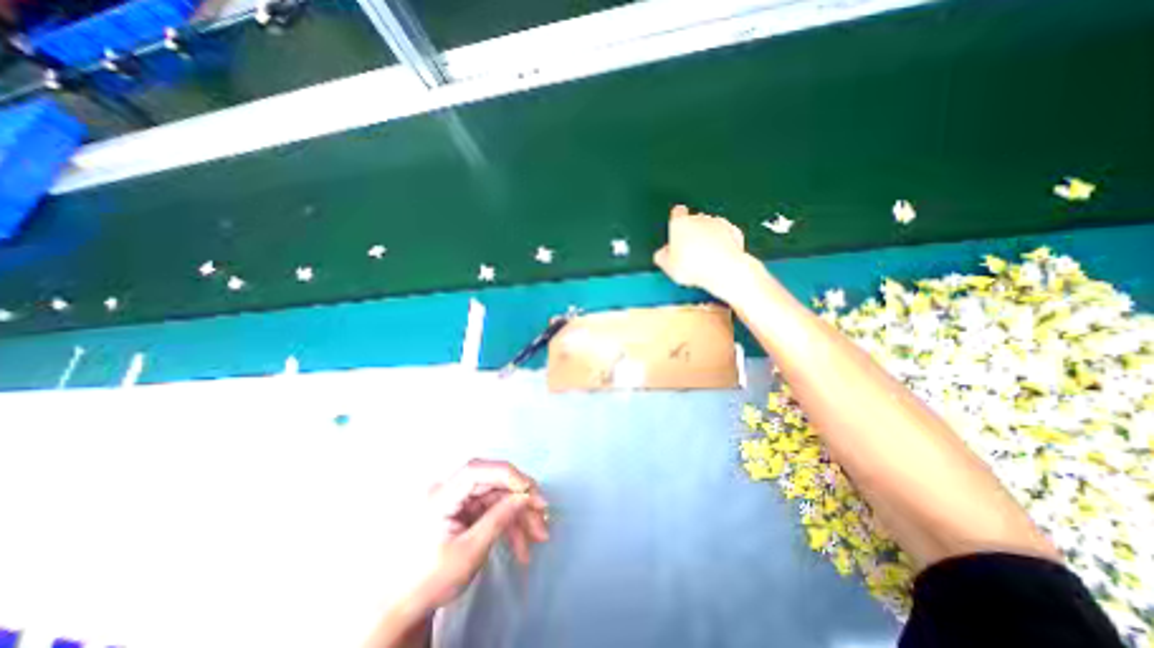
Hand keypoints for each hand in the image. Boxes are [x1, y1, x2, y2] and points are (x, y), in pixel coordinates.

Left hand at [412, 459, 552, 608]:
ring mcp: (459, 501)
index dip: (506, 474)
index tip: (530, 489)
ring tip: (538, 537)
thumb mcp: (469, 552)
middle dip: (520, 499)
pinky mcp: (465, 511)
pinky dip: (509, 525)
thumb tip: (525, 496)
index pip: (477, 471)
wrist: (403, 608)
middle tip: (542, 513)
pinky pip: (492, 510)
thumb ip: (498, 519)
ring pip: (497, 497)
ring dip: (519, 516)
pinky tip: (521, 546)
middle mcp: (450, 491)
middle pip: (492, 483)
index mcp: (441, 496)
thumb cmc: (430, 581)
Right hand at [654, 206, 753, 300]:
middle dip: (692, 233)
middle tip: (689, 252)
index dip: (676, 220)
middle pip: (694, 221)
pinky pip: (725, 236)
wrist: (723, 269)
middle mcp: (699, 218)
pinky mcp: (734, 232)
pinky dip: (722, 243)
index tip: (676, 230)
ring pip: (710, 228)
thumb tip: (662, 254)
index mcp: (680, 223)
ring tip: (704, 258)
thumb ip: (662, 256)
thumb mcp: (667, 266)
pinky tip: (718, 257)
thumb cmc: (693, 266)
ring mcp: (718, 224)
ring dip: (707, 238)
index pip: (676, 212)